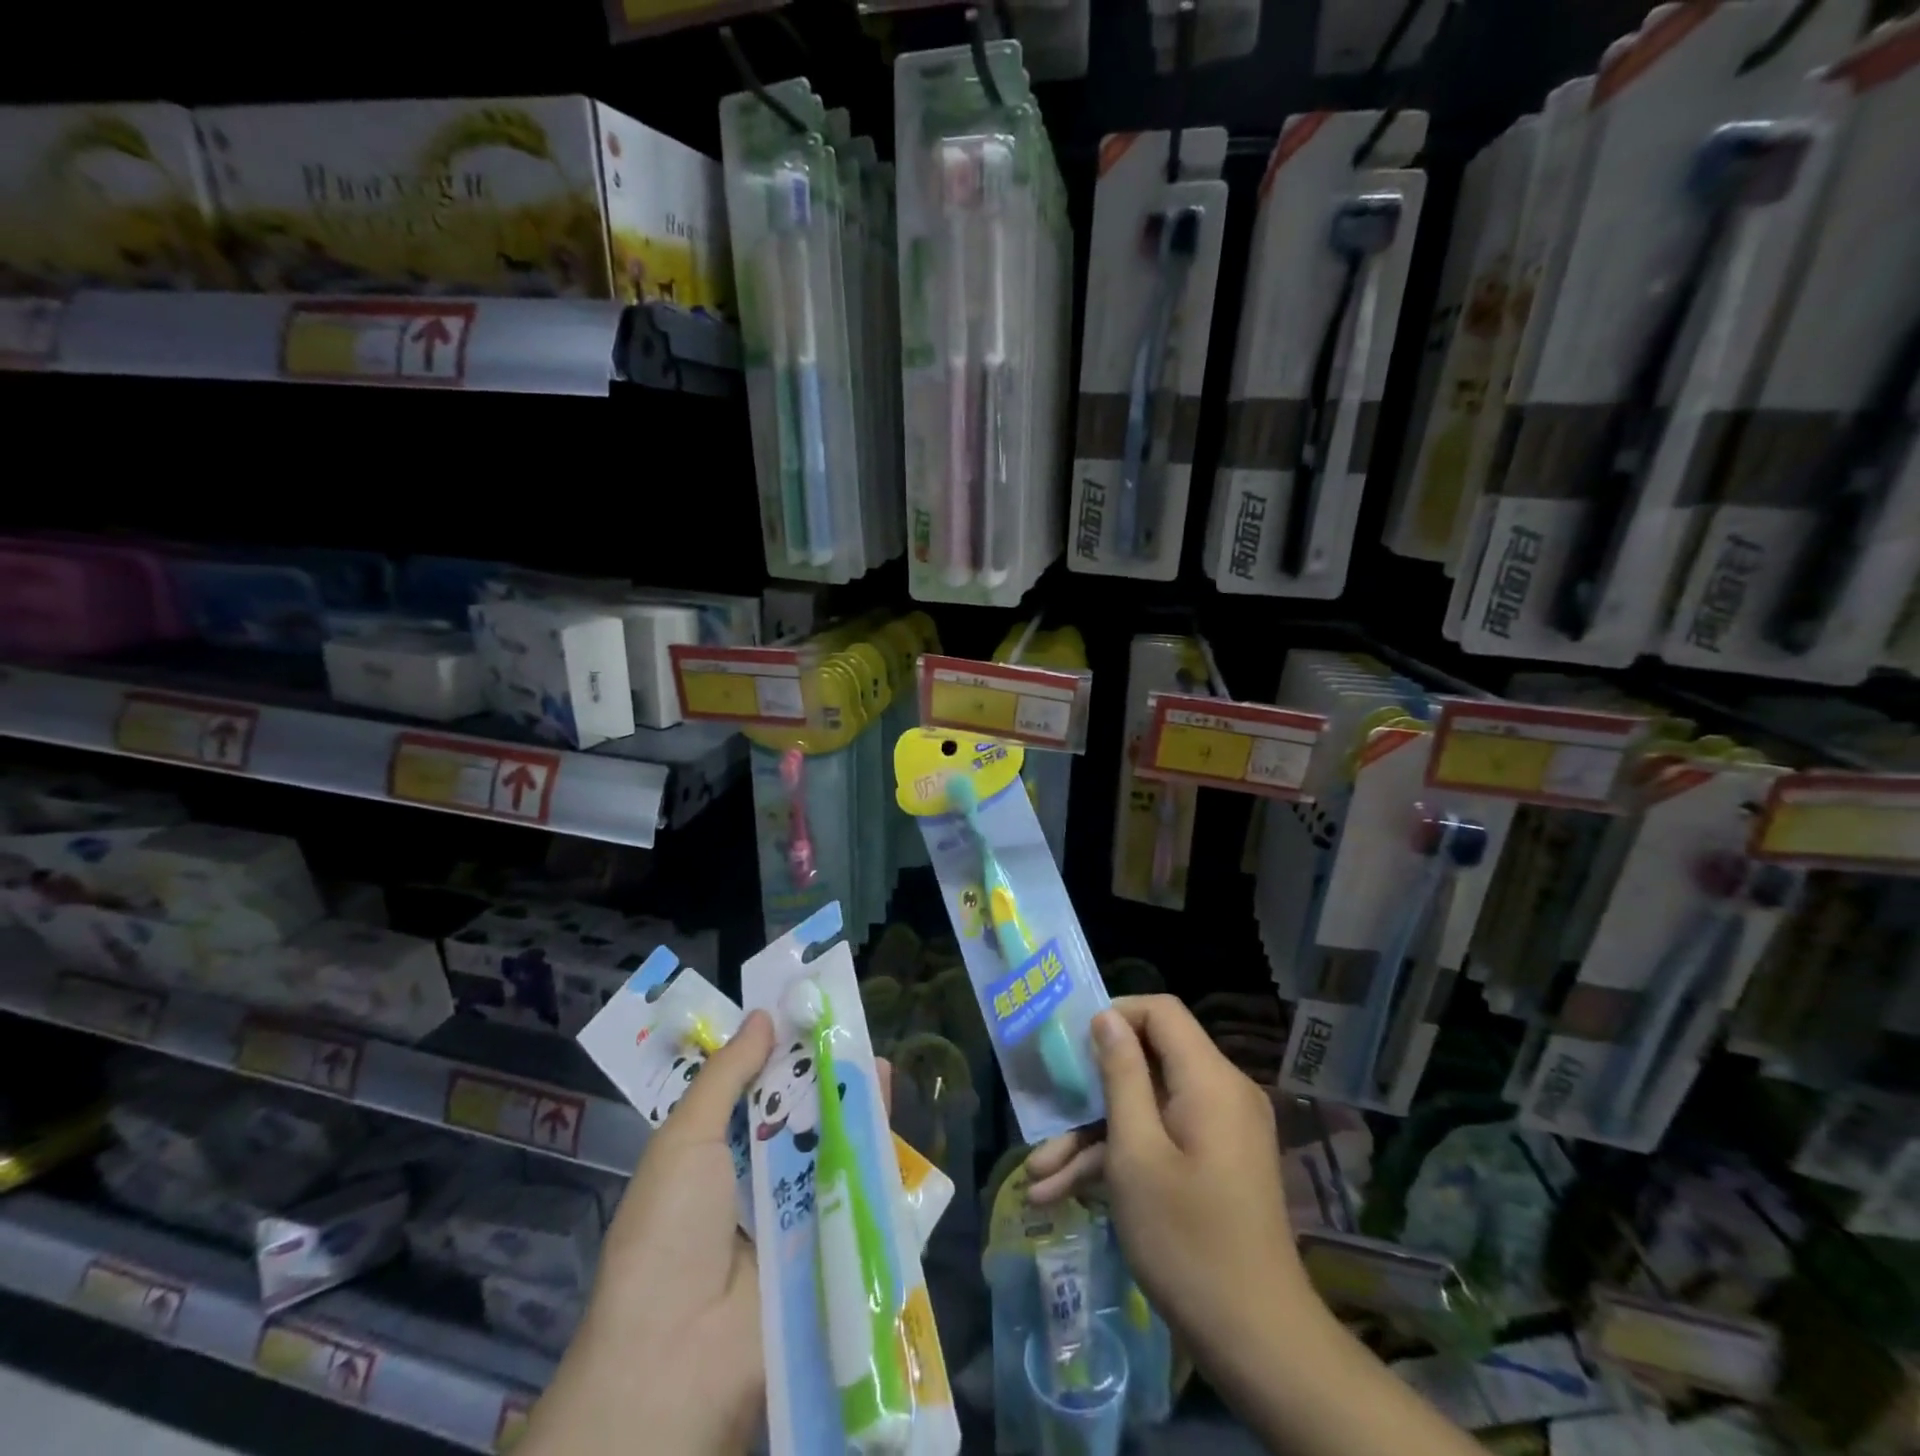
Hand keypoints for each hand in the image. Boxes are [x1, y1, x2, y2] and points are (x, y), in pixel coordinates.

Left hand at [524, 1016, 895, 1455]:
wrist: (679, 1361)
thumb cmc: (667, 1235)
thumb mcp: (685, 1140)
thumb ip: (727, 1077)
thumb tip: (763, 1016)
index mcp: (713, 1156)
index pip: (753, 1091)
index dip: (779, 1051)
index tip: (808, 1010)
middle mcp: (755, 1181)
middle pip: (798, 1114)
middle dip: (822, 1072)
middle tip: (850, 1027)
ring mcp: (795, 1214)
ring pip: (829, 1145)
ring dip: (851, 1103)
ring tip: (875, 1059)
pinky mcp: (829, 1244)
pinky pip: (854, 1188)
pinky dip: (873, 1148)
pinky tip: (889, 1105)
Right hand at [1025, 996, 1312, 1362]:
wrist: (1257, 1343)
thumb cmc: (1187, 1241)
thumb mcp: (1136, 1154)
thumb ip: (1120, 1076)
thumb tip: (1106, 1017)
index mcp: (1209, 1079)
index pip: (1160, 1012)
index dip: (1114, 1016)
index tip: (1072, 1044)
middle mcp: (1220, 1093)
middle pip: (1147, 1063)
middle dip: (1090, 1092)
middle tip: (1044, 1115)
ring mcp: (1218, 1131)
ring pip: (1146, 1109)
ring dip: (1093, 1136)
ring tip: (1039, 1175)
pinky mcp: (1212, 1163)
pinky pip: (1161, 1139)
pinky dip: (1119, 1159)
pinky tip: (1064, 1194)